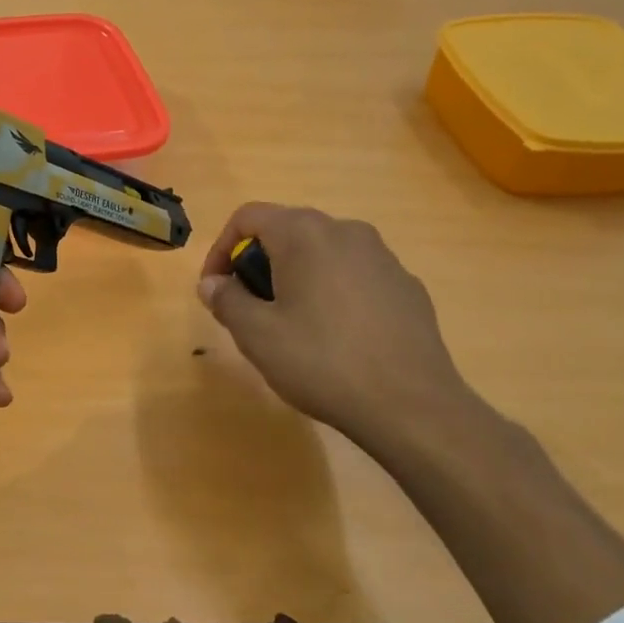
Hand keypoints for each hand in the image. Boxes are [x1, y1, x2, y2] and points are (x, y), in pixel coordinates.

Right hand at [196, 203, 471, 461]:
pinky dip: (332, 293)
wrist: (410, 405)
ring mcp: (383, 257)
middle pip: (287, 231)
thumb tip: (212, 283)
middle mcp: (346, 231)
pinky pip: (355, 276)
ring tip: (290, 325)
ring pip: (323, 254)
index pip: (248, 217)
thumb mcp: (256, 335)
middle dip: (258, 264)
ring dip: (296, 278)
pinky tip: (335, 338)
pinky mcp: (407, 286)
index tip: (215, 289)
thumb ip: (226, 299)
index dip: (221, 249)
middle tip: (248, 310)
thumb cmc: (321, 362)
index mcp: (305, 234)